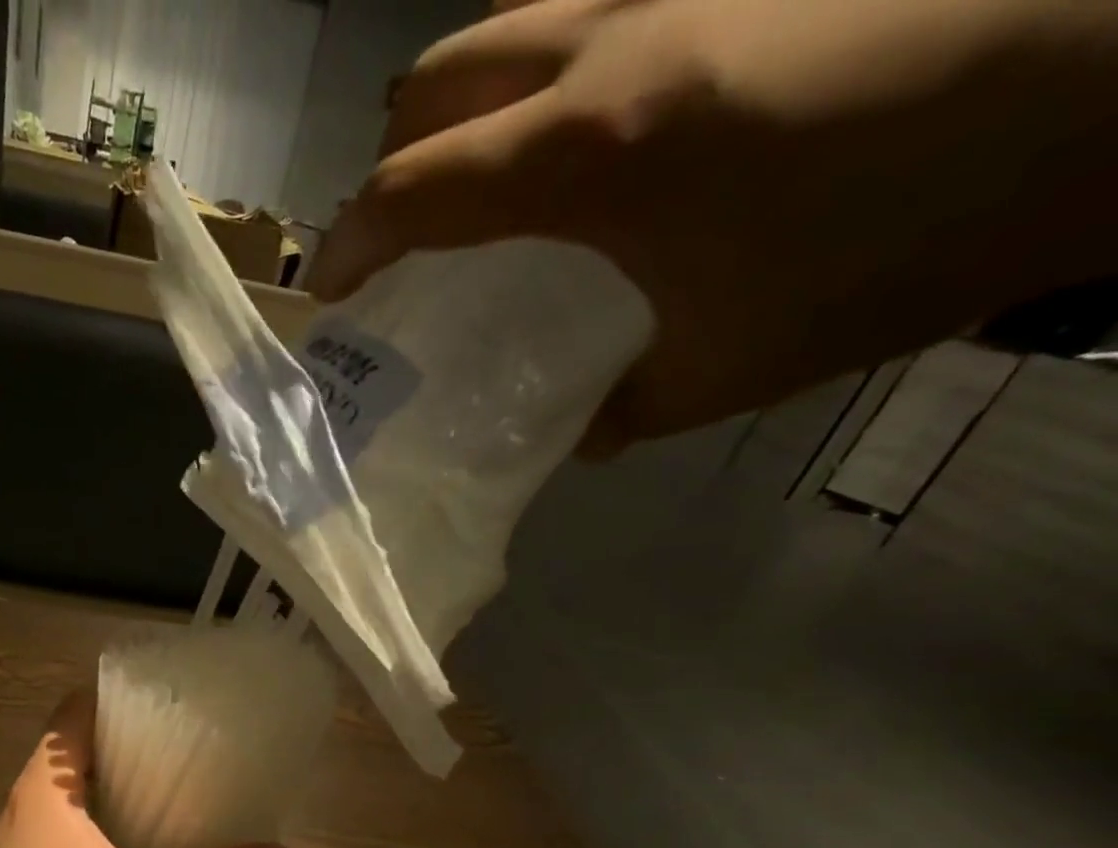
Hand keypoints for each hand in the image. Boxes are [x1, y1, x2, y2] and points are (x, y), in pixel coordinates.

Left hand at [0, 690, 302, 847]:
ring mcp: (20, 844)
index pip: (76, 711)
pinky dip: (107, 823)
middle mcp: (25, 806)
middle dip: (134, 742)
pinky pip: (70, 829)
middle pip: (79, 749)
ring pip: (75, 794)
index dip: (123, 697)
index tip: (176, 699)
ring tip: (181, 787)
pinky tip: (148, 844)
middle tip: (195, 743)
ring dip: (120, 787)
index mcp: (44, 791)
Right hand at [308, 0, 1117, 451]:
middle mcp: (608, 42)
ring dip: (460, 122)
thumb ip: (619, 406)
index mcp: (588, 149)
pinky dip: (537, 91)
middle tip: (402, 249)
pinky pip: (581, 20)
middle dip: (391, 169)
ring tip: (474, 203)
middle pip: (434, 84)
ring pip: (502, 33)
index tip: (329, 301)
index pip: (411, 188)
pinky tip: (577, 155)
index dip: (350, 247)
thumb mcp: (722, 367)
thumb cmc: (895, 239)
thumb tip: (577, 429)